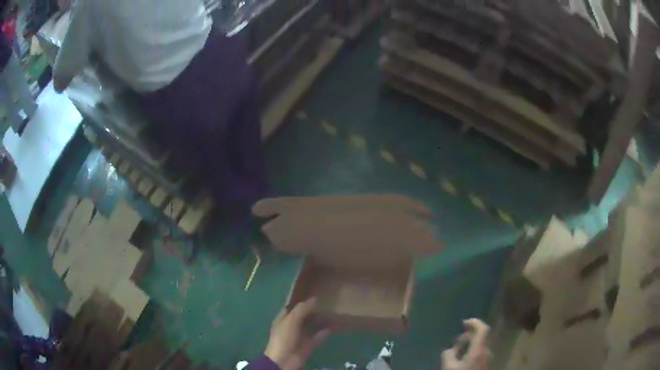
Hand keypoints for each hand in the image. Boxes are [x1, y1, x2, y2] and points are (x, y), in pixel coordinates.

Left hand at [265, 298, 330, 369]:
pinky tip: (333, 326)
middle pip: (303, 316)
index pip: (292, 307)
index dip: (301, 301)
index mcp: (283, 319)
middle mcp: (291, 326)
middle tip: (327, 302)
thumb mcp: (291, 320)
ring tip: (332, 312)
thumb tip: (315, 298)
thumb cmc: (284, 337)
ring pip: (311, 326)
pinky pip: (318, 337)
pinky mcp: (308, 345)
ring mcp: (300, 336)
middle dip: (313, 310)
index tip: (314, 294)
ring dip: (320, 321)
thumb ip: (302, 309)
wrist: (285, 360)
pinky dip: (324, 332)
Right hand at [441, 319, 489, 369]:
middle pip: (480, 337)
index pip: (483, 328)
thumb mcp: (448, 366)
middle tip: (455, 343)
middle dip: (467, 337)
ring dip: (469, 345)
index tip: (464, 323)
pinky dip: (471, 351)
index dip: (475, 322)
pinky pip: (479, 352)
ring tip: (456, 353)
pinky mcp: (484, 364)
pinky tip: (462, 360)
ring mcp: (486, 358)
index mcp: (478, 349)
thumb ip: (448, 354)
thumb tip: (450, 349)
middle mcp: (485, 351)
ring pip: (479, 345)